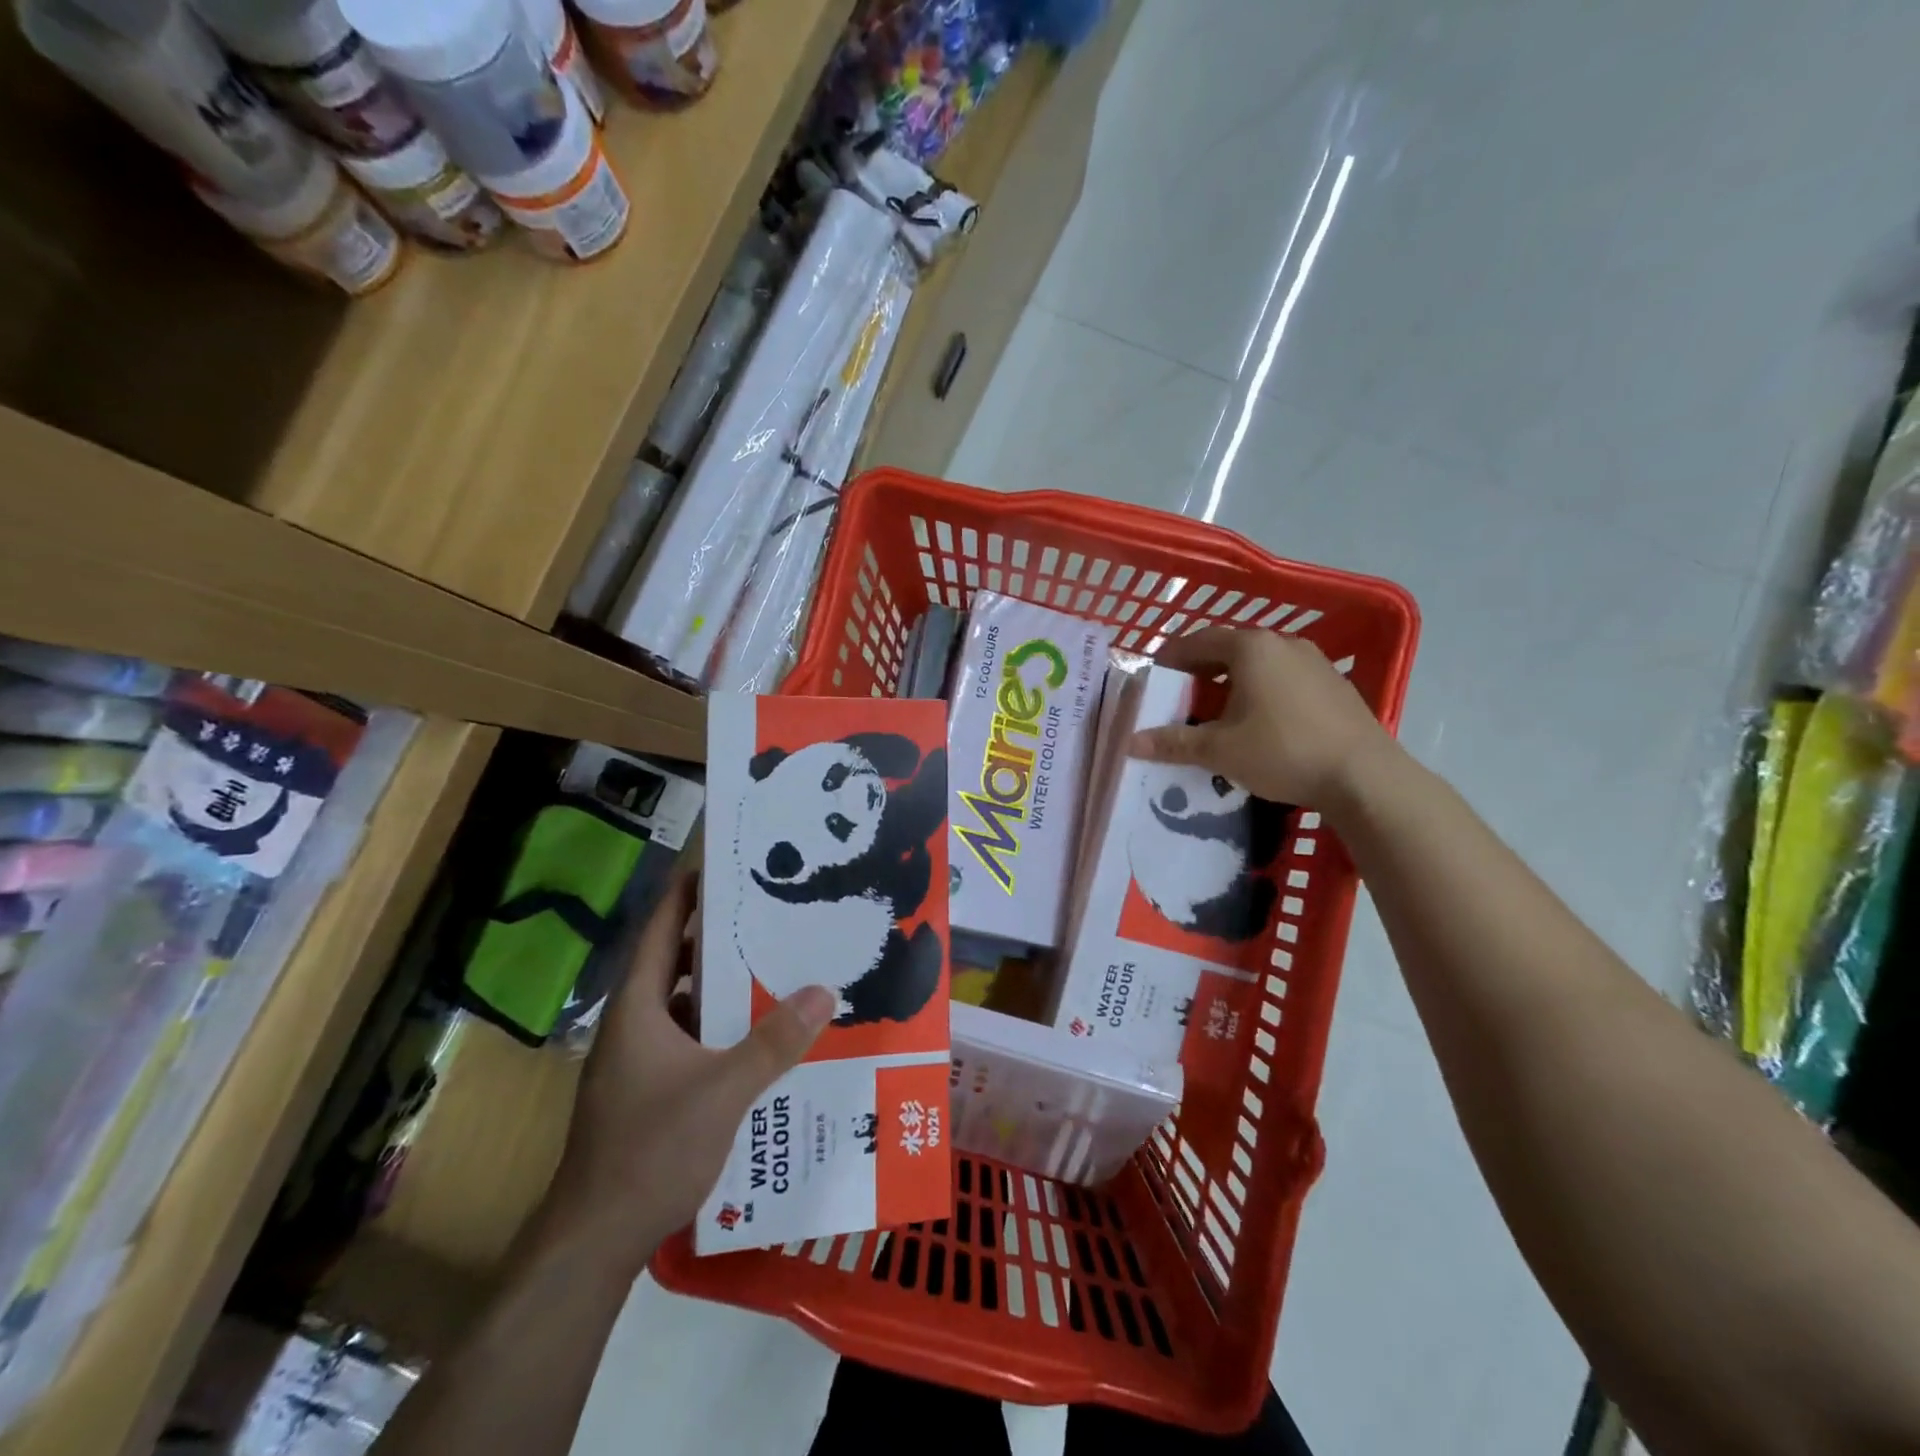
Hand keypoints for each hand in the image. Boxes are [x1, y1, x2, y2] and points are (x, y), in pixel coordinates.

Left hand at [538, 871, 833, 1270]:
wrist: (594, 1241)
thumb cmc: (649, 1150)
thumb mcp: (722, 1091)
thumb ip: (773, 1041)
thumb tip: (824, 991)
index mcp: (639, 1009)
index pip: (661, 931)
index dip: (686, 893)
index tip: (722, 862)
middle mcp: (634, 1025)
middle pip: (675, 963)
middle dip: (717, 936)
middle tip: (768, 912)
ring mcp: (638, 1061)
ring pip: (684, 1004)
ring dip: (722, 986)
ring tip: (773, 966)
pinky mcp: (648, 1091)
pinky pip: (689, 1039)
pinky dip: (720, 1027)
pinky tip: (758, 1036)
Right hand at [1130, 627, 1396, 807]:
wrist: (1364, 776)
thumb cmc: (1283, 752)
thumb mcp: (1219, 750)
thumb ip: (1173, 742)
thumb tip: (1129, 742)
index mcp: (1251, 648)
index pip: (1197, 640)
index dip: (1170, 657)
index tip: (1153, 676)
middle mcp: (1283, 644)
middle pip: (1229, 649)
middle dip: (1200, 670)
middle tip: (1179, 697)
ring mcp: (1314, 662)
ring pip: (1259, 664)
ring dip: (1232, 682)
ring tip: (1216, 711)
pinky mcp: (1334, 685)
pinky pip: (1285, 679)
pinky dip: (1262, 691)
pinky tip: (1259, 722)